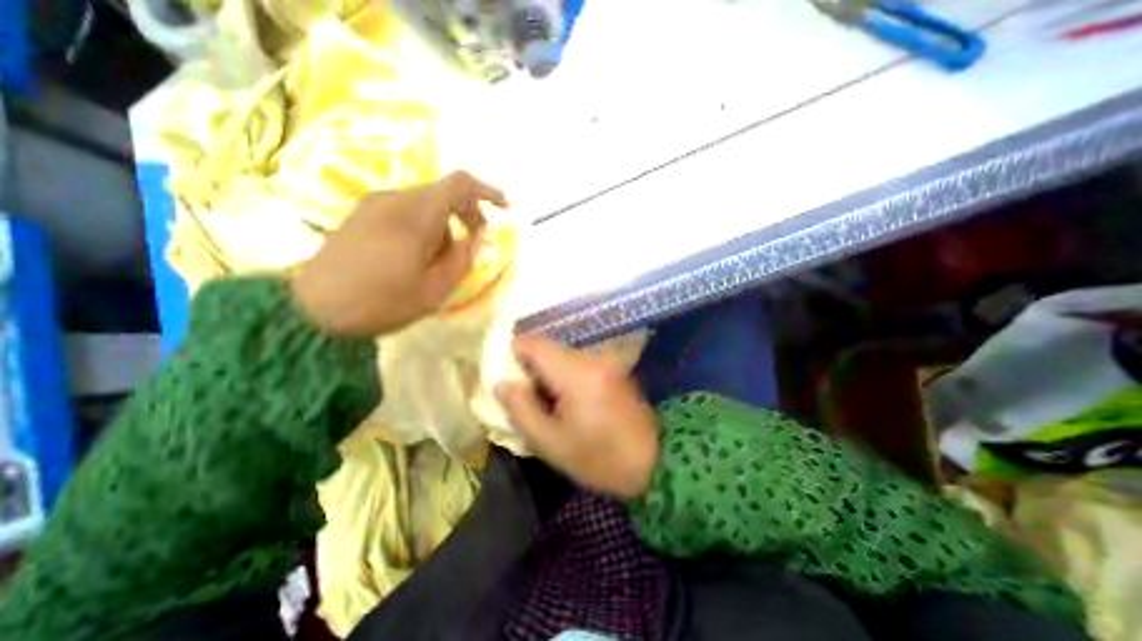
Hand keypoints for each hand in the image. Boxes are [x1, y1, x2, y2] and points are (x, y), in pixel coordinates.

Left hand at [294, 172, 506, 336]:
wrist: (313, 310)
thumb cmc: (382, 302)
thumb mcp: (435, 289)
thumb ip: (462, 258)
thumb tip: (476, 236)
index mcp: (415, 216)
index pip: (459, 184)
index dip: (486, 191)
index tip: (504, 206)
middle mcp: (394, 200)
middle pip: (442, 192)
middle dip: (466, 213)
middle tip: (473, 242)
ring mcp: (374, 204)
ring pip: (424, 203)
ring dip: (443, 224)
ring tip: (437, 260)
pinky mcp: (361, 214)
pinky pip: (404, 210)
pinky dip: (423, 226)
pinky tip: (414, 255)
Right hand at [494, 336, 659, 499]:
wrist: (653, 462)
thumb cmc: (598, 458)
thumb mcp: (550, 443)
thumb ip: (520, 409)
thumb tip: (502, 383)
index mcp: (574, 372)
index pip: (533, 343)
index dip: (513, 357)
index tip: (509, 381)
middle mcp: (590, 357)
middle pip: (547, 347)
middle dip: (530, 368)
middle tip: (527, 399)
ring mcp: (604, 361)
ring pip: (561, 355)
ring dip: (548, 373)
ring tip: (548, 405)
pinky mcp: (611, 368)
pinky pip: (577, 363)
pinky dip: (564, 376)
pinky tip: (568, 402)